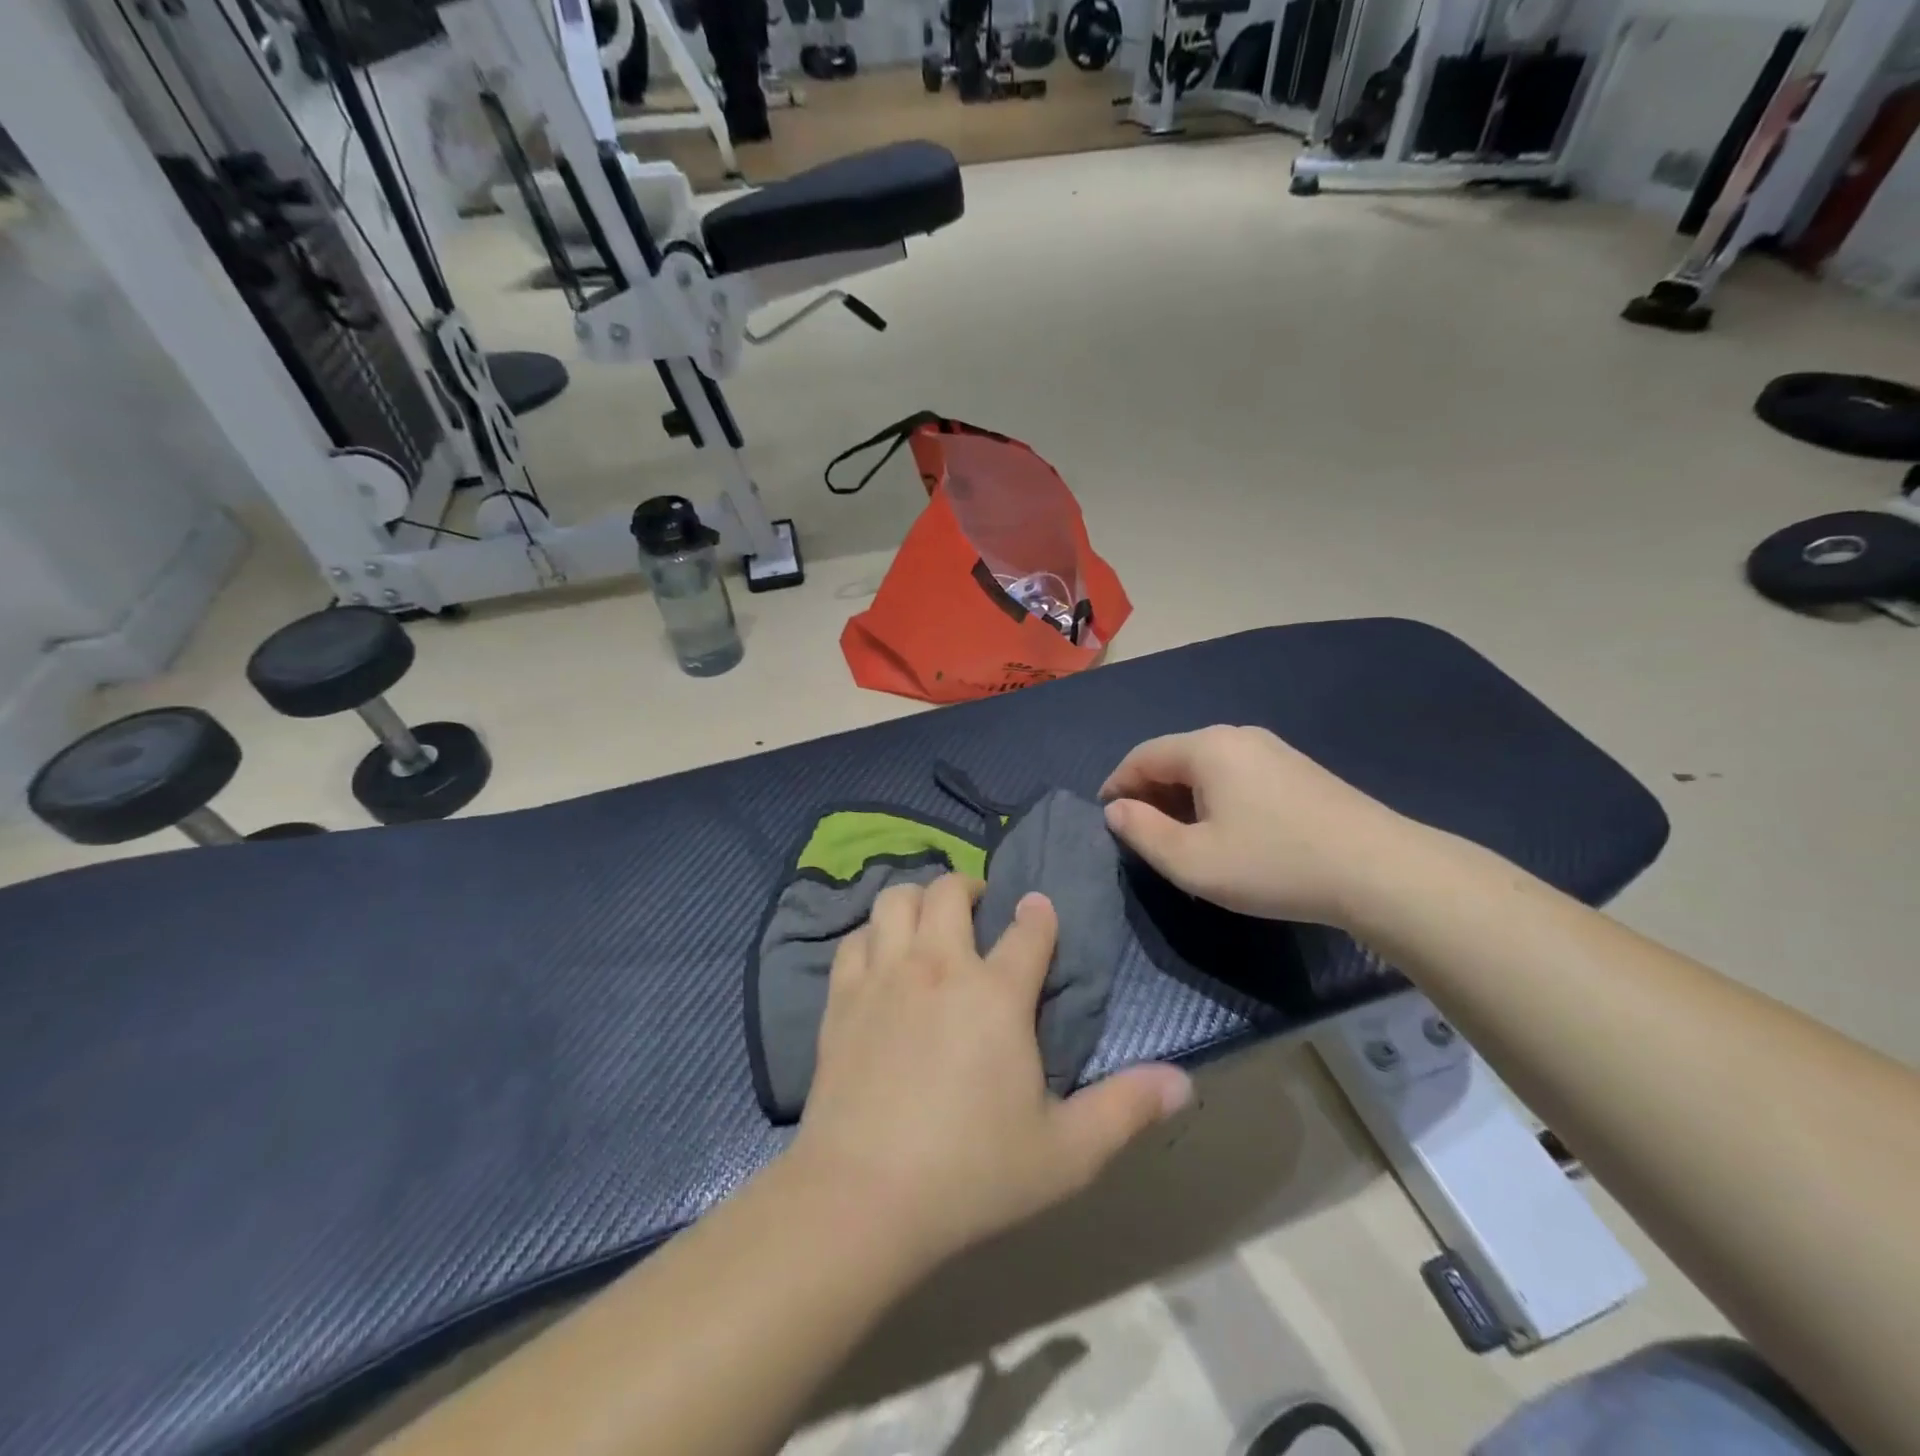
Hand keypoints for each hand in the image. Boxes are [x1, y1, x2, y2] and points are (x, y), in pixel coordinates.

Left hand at [788, 875, 1191, 1274]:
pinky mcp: (842, 997)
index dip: (1039, 915)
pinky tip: (879, 955)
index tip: (1040, 912)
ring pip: (895, 899)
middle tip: (978, 906)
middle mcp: (939, 966)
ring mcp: (884, 976)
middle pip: (950, 891)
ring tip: (928, 919)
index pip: (1029, 930)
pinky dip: (872, 934)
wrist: (862, 1196)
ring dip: (916, 897)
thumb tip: (1185, 1082)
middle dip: (970, 887)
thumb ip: (1126, 1110)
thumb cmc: (972, 1173)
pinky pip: (855, 939)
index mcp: (996, 994)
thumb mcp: (1066, 1153)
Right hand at [1099, 725, 1415, 927]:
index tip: (1106, 819)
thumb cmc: (1273, 864)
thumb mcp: (1193, 861)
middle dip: (1150, 792)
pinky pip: (1238, 775)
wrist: (1380, 871)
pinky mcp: (1299, 770)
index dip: (1116, 785)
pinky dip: (1215, 798)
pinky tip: (1227, 832)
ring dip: (1182, 797)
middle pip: (1175, 757)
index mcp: (1207, 747)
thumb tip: (1116, 810)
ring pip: (1207, 767)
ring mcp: (1274, 750)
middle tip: (1142, 834)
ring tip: (1181, 838)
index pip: (1142, 756)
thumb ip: (1142, 832)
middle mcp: (1238, 736)